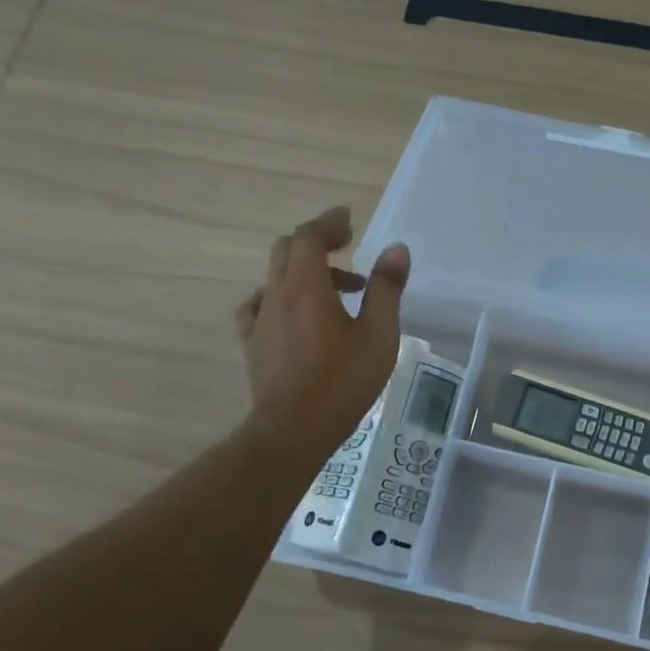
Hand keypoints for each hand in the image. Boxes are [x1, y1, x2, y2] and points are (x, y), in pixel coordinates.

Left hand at [237, 207, 409, 463]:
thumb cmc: (342, 382)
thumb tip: (396, 250)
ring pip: (276, 278)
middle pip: (287, 251)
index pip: (309, 237)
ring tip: (337, 293)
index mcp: (307, 287)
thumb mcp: (379, 335)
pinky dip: (281, 299)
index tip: (348, 220)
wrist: (293, 430)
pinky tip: (296, 317)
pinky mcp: (253, 344)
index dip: (328, 223)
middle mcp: (277, 295)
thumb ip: (386, 289)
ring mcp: (260, 320)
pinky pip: (261, 306)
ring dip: (305, 273)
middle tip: (347, 249)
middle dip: (317, 242)